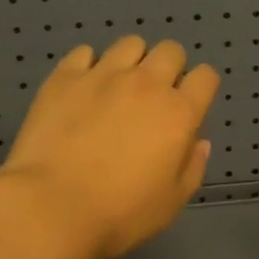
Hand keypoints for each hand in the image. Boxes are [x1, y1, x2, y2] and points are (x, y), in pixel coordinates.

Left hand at [0, 36, 219, 258]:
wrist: (52, 206)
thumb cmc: (120, 214)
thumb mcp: (171, 202)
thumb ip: (192, 167)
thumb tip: (199, 141)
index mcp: (179, 113)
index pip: (206, 77)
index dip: (201, 88)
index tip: (189, 105)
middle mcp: (146, 84)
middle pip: (171, 51)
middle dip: (169, 68)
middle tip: (154, 96)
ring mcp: (103, 75)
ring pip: (130, 44)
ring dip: (132, 61)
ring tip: (118, 86)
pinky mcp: (65, 77)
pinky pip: (84, 52)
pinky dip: (89, 65)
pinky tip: (83, 88)